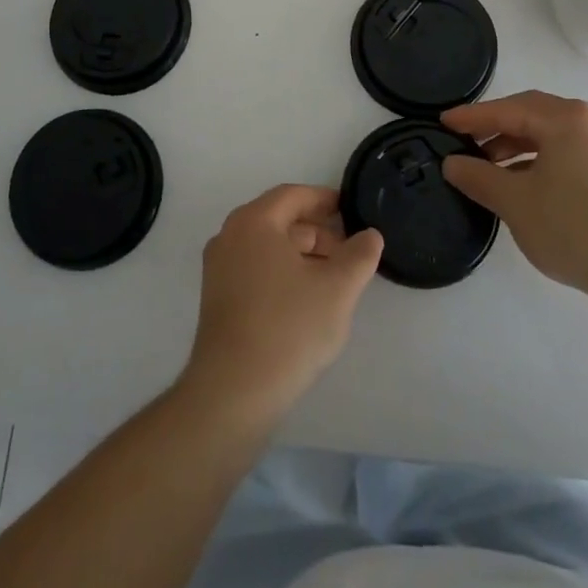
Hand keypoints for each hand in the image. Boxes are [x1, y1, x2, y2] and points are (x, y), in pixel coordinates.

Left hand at [180, 185, 382, 426]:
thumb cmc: (288, 328)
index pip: (293, 195)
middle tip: (349, 255)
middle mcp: (229, 236)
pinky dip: (281, 273)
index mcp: (254, 221)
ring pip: (267, 247)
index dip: (324, 200)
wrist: (233, 392)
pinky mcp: (216, 298)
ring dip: (301, 255)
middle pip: (279, 220)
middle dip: (317, 233)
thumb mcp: (337, 289)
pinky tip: (305, 301)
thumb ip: (359, 255)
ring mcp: (218, 268)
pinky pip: (254, 269)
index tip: (350, 211)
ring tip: (333, 281)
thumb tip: (370, 235)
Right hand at [441, 91, 587, 311]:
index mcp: (566, 118)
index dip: (472, 117)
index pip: (508, 108)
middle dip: (496, 128)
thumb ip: (478, 177)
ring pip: (552, 134)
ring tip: (491, 170)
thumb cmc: (576, 228)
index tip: (443, 123)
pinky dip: (542, 160)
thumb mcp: (515, 202)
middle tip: (465, 143)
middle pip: (532, 114)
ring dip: (518, 146)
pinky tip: (526, 185)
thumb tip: (452, 163)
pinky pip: (570, 151)